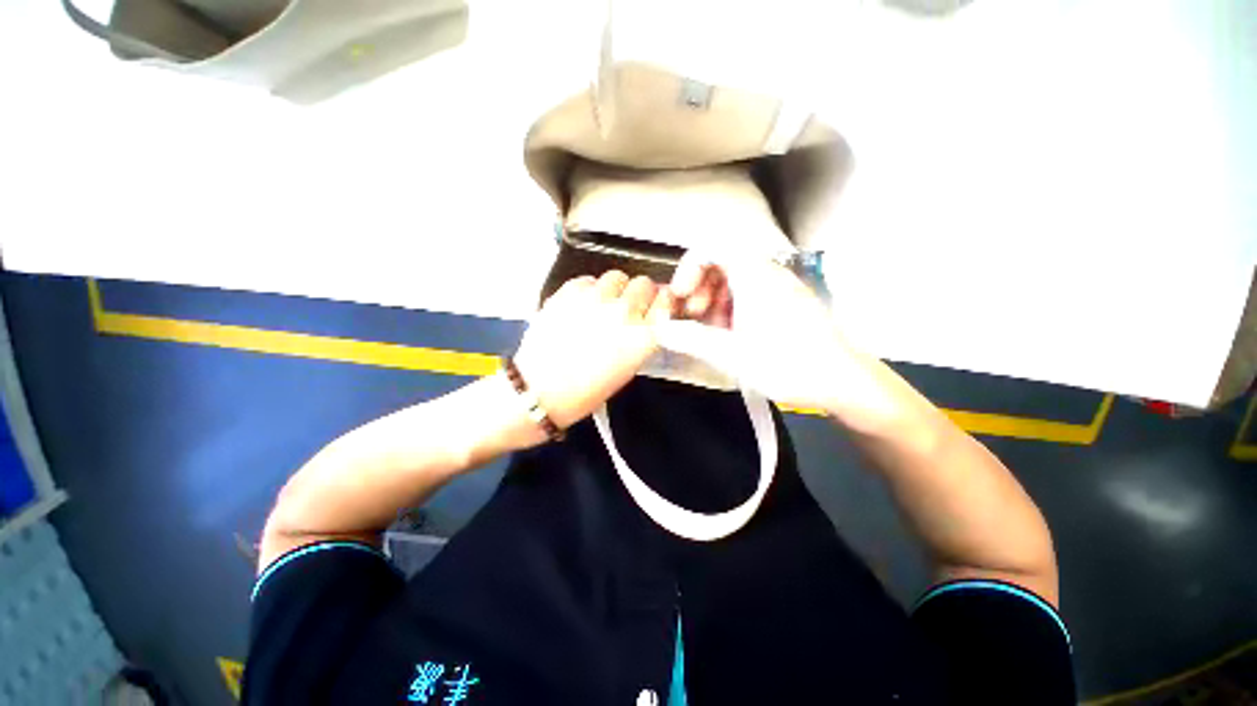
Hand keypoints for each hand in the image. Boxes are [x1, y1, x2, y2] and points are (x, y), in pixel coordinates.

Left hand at [514, 270, 674, 428]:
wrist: (541, 390)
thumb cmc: (587, 390)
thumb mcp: (628, 368)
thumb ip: (641, 337)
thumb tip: (644, 316)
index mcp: (644, 336)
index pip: (666, 300)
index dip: (661, 301)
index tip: (654, 305)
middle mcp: (624, 312)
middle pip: (644, 283)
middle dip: (639, 294)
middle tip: (626, 307)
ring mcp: (596, 298)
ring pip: (617, 276)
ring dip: (614, 289)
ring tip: (601, 305)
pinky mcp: (570, 291)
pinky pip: (588, 279)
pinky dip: (588, 289)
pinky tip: (580, 306)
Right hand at [656, 251, 879, 413]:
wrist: (842, 381)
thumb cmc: (786, 363)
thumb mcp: (731, 353)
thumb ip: (690, 339)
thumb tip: (659, 330)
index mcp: (754, 275)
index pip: (711, 248)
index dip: (688, 268)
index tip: (681, 297)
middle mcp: (767, 273)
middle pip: (721, 264)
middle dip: (699, 288)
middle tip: (693, 317)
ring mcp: (779, 288)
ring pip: (734, 281)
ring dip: (713, 301)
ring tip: (710, 332)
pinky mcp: (786, 305)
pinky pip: (749, 295)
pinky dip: (731, 310)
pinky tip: (731, 337)